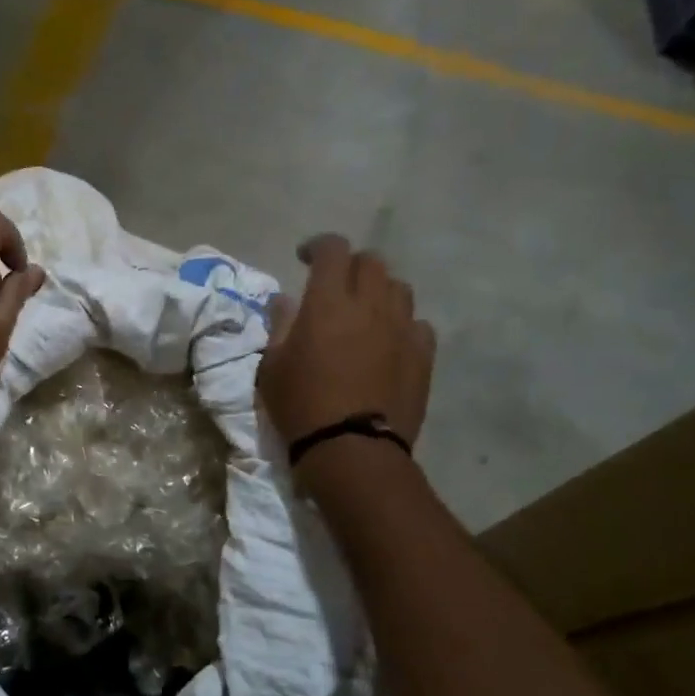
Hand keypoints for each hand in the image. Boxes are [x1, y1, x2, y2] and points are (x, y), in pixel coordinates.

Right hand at [257, 235, 435, 447]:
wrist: (352, 449)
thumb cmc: (301, 405)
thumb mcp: (272, 366)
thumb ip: (280, 325)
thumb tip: (285, 300)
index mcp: (328, 302)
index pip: (332, 249)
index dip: (317, 246)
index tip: (304, 258)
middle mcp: (371, 305)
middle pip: (371, 262)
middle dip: (350, 265)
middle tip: (335, 285)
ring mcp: (403, 329)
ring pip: (399, 288)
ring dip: (379, 290)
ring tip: (365, 311)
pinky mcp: (423, 355)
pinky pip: (417, 323)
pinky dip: (401, 323)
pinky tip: (388, 342)